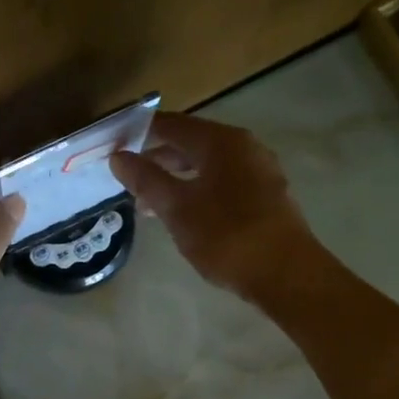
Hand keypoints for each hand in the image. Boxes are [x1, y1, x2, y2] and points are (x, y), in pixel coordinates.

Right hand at [110, 113, 317, 301]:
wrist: (286, 274)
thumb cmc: (226, 235)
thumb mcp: (177, 208)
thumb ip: (146, 179)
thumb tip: (118, 156)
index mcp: (221, 141)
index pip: (171, 124)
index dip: (140, 132)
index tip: (112, 145)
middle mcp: (244, 147)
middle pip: (191, 143)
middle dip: (156, 159)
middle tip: (126, 176)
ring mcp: (259, 172)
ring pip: (207, 167)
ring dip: (176, 179)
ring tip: (147, 203)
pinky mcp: (266, 197)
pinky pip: (222, 184)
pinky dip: (197, 192)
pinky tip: (182, 215)